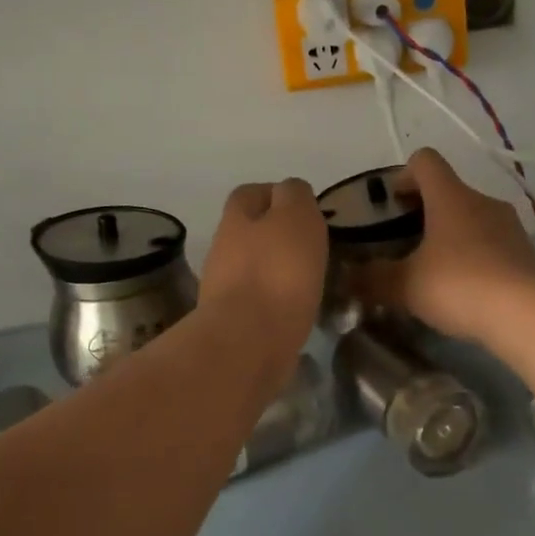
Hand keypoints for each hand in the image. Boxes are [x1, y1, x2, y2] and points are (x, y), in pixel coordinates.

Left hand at [200, 179, 328, 366]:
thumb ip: (295, 196)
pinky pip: (258, 303)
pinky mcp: (233, 323)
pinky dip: (275, 303)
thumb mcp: (296, 217)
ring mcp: (224, 288)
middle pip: (249, 232)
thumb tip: (292, 192)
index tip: (305, 210)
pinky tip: (297, 311)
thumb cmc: (277, 272)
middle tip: (311, 248)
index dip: (276, 195)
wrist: (248, 342)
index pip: (251, 193)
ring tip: (309, 282)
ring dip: (276, 271)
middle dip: (276, 236)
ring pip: (253, 268)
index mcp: (237, 219)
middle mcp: (224, 249)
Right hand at [355, 149, 534, 344]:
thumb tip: (347, 278)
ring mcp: (509, 225)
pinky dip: (474, 255)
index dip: (403, 175)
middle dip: (424, 211)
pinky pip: (492, 243)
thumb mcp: (404, 286)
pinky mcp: (526, 252)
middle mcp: (482, 201)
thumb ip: (371, 279)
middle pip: (448, 190)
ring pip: (472, 217)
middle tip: (404, 243)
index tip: (391, 202)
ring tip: (434, 269)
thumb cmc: (458, 286)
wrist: (526, 314)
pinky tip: (464, 288)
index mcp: (450, 196)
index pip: (425, 161)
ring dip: (451, 234)